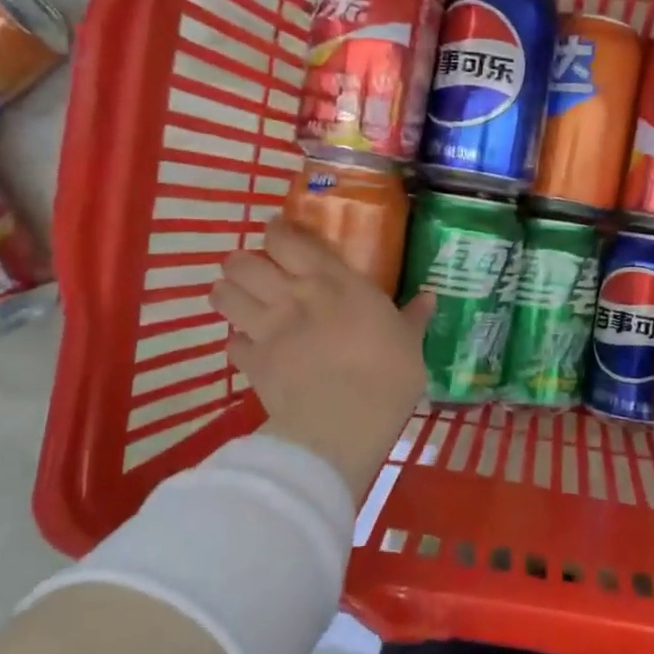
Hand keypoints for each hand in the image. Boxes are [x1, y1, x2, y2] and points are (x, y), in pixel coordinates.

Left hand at [209, 218, 434, 505]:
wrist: (347, 420)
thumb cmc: (388, 372)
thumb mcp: (409, 341)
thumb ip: (413, 317)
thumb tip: (430, 297)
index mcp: (332, 281)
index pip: (286, 239)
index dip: (277, 232)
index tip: (281, 235)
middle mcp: (291, 295)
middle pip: (241, 262)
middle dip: (244, 263)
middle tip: (259, 272)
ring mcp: (266, 329)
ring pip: (224, 295)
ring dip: (230, 295)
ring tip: (243, 301)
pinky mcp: (251, 363)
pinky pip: (231, 344)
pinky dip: (239, 343)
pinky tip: (252, 349)